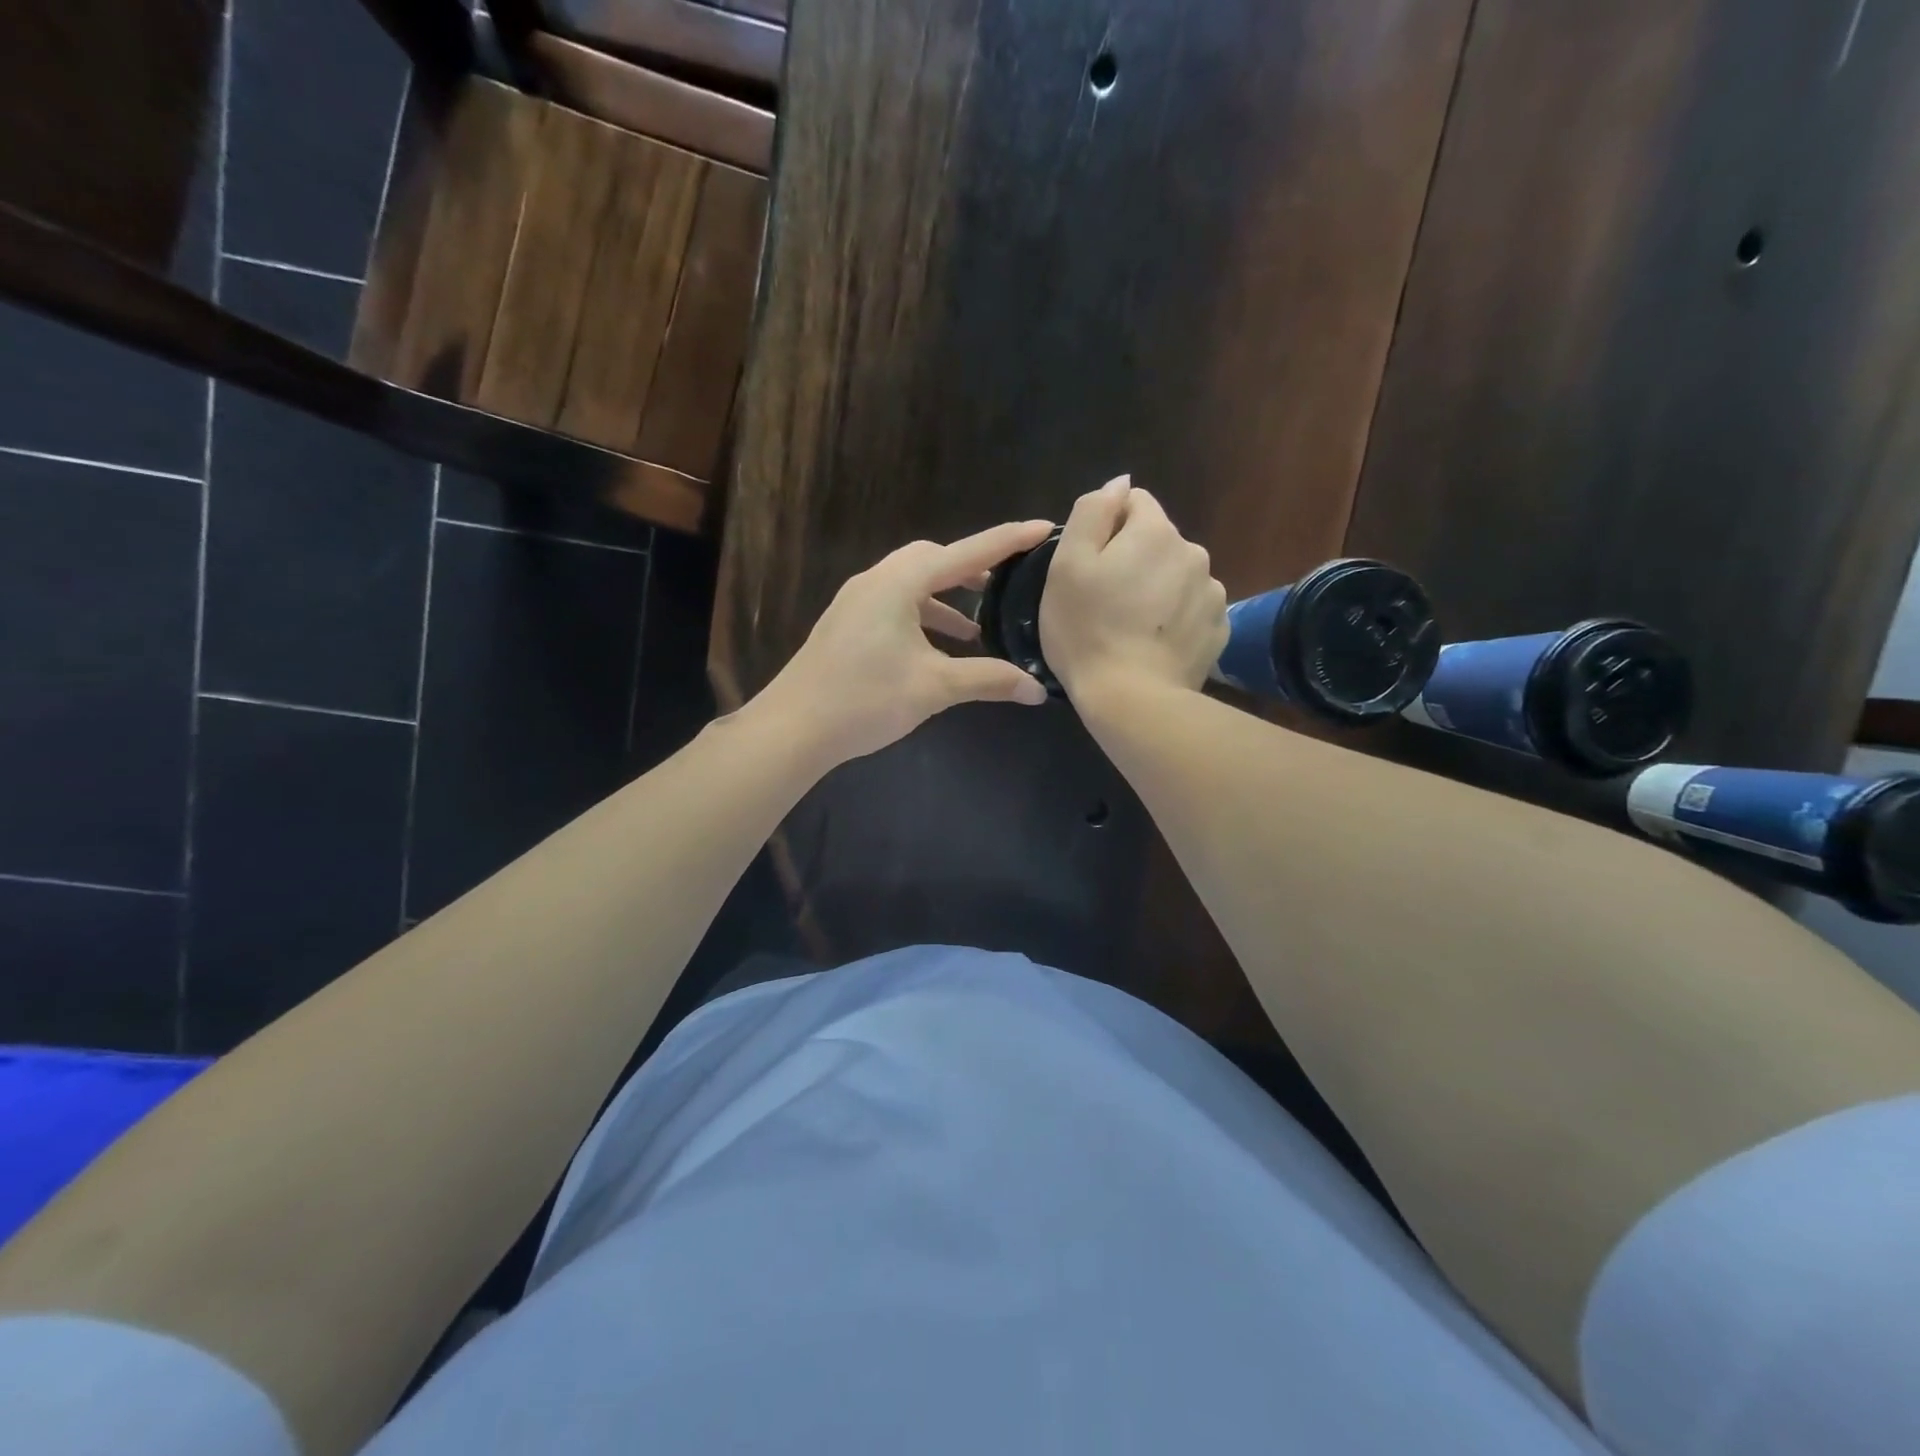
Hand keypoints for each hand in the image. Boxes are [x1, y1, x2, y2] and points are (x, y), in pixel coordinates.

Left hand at [749, 519, 1055, 766]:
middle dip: (971, 568)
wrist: (793, 727)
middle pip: (932, 560)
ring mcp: (856, 601)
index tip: (1042, 528)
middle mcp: (876, 580)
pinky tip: (935, 649)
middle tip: (1005, 583)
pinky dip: (922, 617)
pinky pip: (894, 605)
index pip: (965, 554)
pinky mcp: (847, 623)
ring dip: (945, 600)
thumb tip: (1037, 689)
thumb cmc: (865, 699)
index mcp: (899, 583)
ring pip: (911, 585)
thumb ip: (989, 680)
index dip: (1007, 540)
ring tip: (976, 629)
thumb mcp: (934, 688)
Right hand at [1039, 476, 1227, 702]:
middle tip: (1106, 602)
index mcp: (1155, 531)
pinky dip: (1175, 619)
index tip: (1090, 567)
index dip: (1106, 530)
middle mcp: (1194, 551)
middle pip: (1157, 541)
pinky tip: (1153, 644)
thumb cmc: (1088, 630)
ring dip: (1157, 589)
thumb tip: (1119, 483)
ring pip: (1177, 575)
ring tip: (1132, 627)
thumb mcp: (1067, 565)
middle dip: (1134, 560)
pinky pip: (1192, 609)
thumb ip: (1092, 512)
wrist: (1132, 699)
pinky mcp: (1219, 629)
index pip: (1133, 503)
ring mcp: (1212, 592)